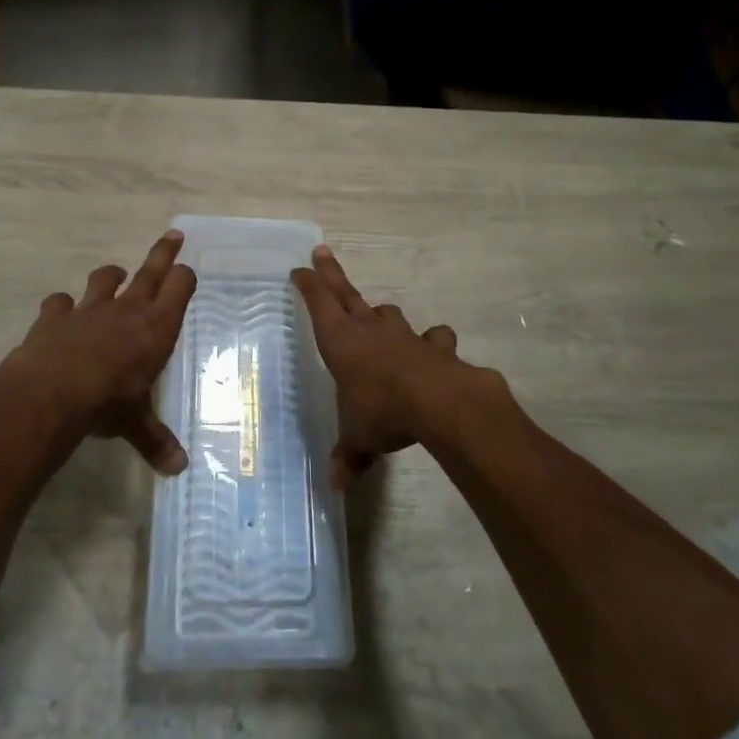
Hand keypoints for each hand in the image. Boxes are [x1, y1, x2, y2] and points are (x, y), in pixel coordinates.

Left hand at [0, 230, 195, 474]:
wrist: (52, 393)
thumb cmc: (107, 404)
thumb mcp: (135, 423)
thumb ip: (155, 440)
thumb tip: (178, 469)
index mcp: (156, 327)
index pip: (180, 287)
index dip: (184, 277)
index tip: (187, 272)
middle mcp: (128, 309)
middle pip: (151, 270)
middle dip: (164, 252)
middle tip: (174, 234)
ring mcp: (90, 308)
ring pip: (105, 278)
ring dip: (111, 276)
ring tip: (116, 275)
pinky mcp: (56, 315)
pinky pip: (60, 302)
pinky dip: (62, 306)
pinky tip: (60, 312)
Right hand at [292, 245, 497, 487]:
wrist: (439, 402)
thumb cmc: (383, 412)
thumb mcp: (358, 439)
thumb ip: (347, 458)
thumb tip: (334, 487)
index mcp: (341, 342)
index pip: (319, 304)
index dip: (308, 285)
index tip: (299, 270)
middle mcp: (369, 330)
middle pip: (346, 294)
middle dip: (332, 274)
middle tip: (321, 252)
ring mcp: (404, 334)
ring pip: (387, 314)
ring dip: (380, 314)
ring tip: (377, 317)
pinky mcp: (434, 346)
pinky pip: (431, 338)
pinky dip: (431, 342)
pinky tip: (433, 348)